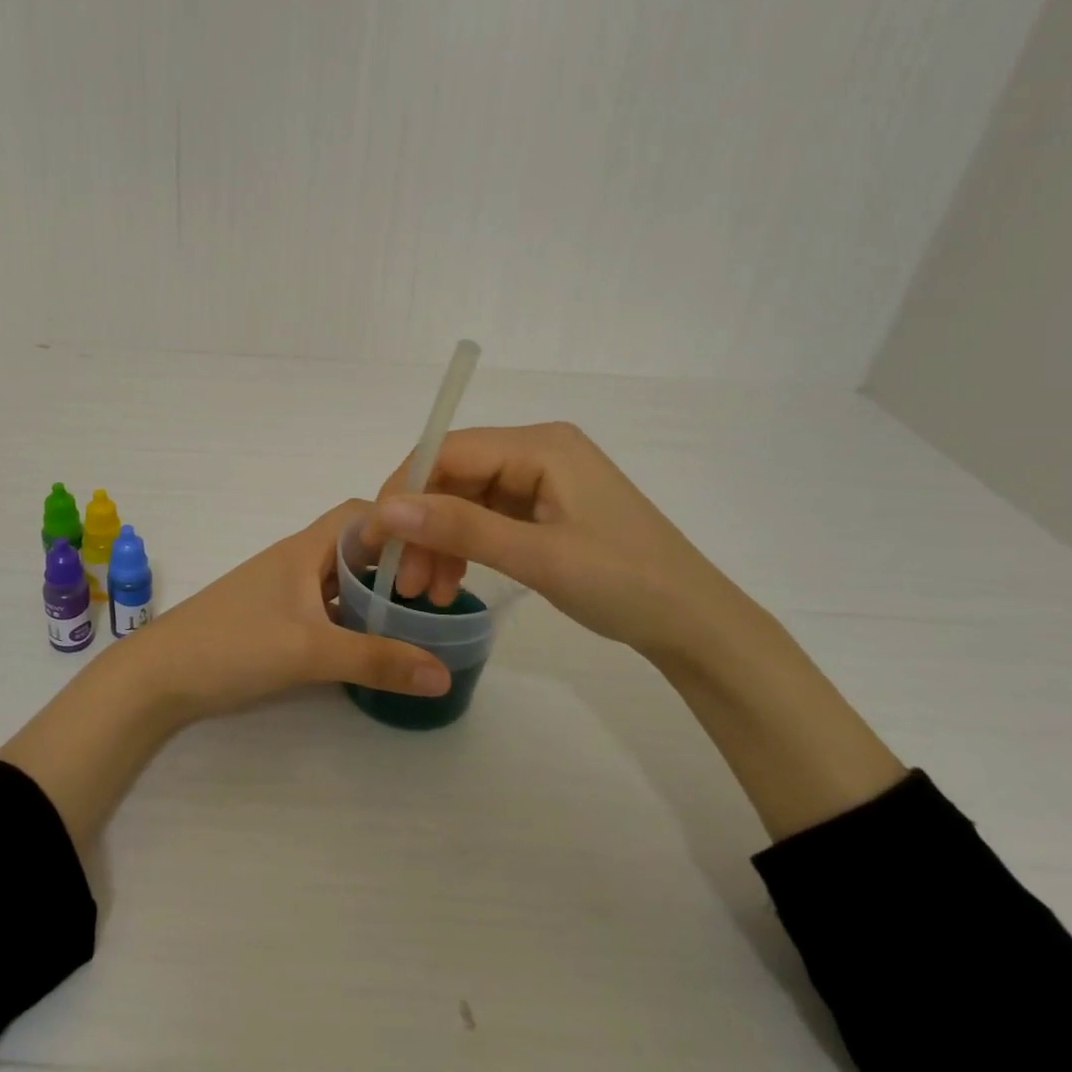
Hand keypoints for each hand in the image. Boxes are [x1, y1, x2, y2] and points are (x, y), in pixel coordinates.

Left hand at [111, 499, 451, 724]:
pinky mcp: (274, 619)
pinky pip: (325, 607)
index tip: (439, 553)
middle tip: (436, 595)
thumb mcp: (309, 651)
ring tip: (415, 621)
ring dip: (374, 594)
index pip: (362, 513)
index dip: (401, 524)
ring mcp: (283, 591)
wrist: (159, 676)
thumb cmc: (233, 645)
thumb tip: (444, 672)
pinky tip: (369, 645)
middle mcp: (297, 561)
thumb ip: (376, 660)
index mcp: (305, 549)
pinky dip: (351, 618)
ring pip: (340, 579)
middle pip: (356, 546)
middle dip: (396, 564)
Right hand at [362, 423, 759, 663]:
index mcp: (541, 445)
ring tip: (424, 592)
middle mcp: (538, 452)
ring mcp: (542, 481)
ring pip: (465, 501)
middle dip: (422, 525)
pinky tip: (451, 584)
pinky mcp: (545, 510)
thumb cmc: (625, 584)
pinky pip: (486, 520)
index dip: (404, 489)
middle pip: (454, 476)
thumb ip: (461, 528)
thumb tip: (387, 508)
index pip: (448, 451)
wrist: (696, 626)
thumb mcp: (538, 557)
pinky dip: (464, 549)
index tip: (375, 536)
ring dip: (439, 542)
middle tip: (401, 578)